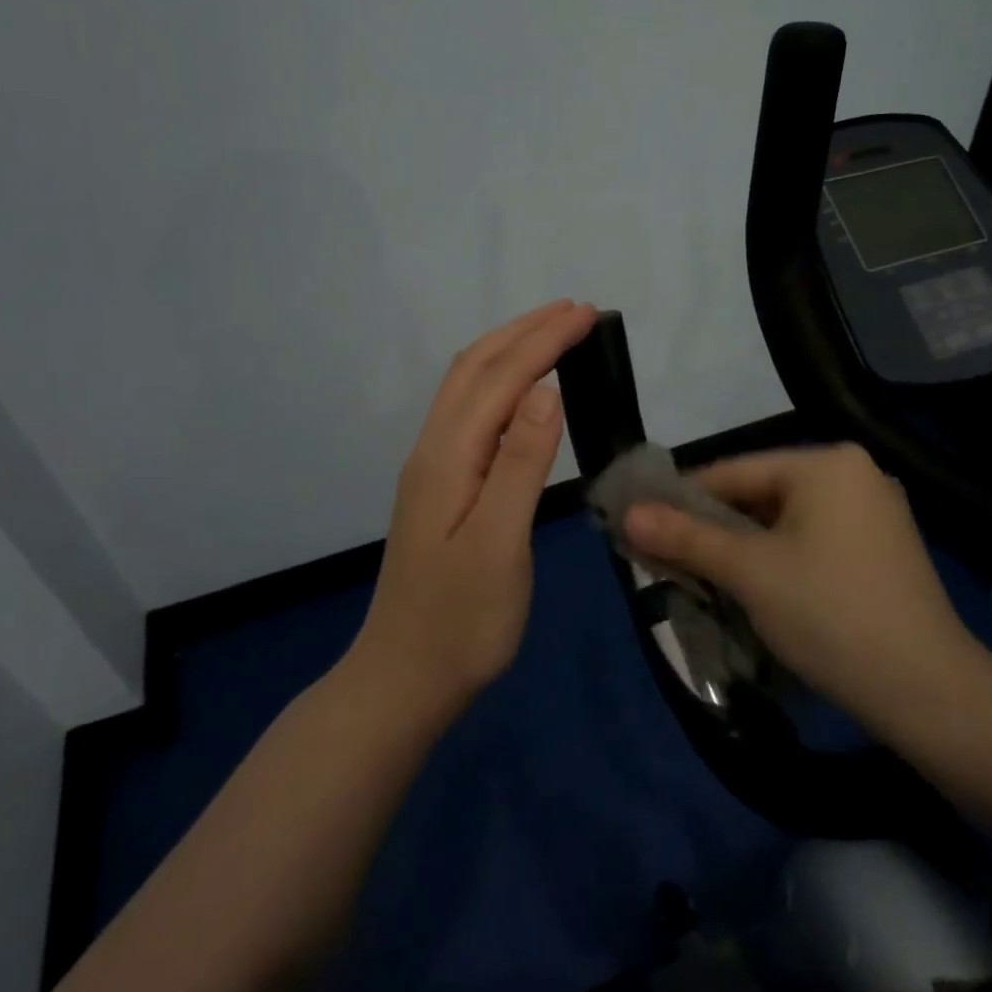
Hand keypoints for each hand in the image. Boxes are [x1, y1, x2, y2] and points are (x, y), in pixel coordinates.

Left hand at [351, 300, 597, 710]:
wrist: (405, 679)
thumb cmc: (460, 621)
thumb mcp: (498, 545)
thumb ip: (520, 465)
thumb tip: (546, 391)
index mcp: (448, 456)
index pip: (501, 378)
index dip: (543, 341)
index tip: (586, 314)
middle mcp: (434, 449)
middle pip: (475, 368)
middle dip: (524, 331)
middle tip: (574, 311)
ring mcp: (433, 467)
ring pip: (467, 386)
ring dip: (509, 350)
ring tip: (551, 334)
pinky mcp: (441, 486)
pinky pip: (470, 412)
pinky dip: (500, 382)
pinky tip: (522, 392)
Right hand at [623, 443, 990, 726]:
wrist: (929, 693)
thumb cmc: (829, 615)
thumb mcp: (749, 572)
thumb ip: (686, 538)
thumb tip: (627, 514)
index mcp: (826, 463)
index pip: (733, 471)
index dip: (682, 498)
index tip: (642, 523)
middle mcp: (854, 474)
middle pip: (760, 494)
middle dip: (713, 527)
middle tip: (666, 555)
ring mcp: (874, 512)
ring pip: (784, 520)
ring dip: (742, 546)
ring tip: (700, 574)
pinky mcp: (883, 549)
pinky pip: (812, 540)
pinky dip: (778, 558)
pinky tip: (753, 586)